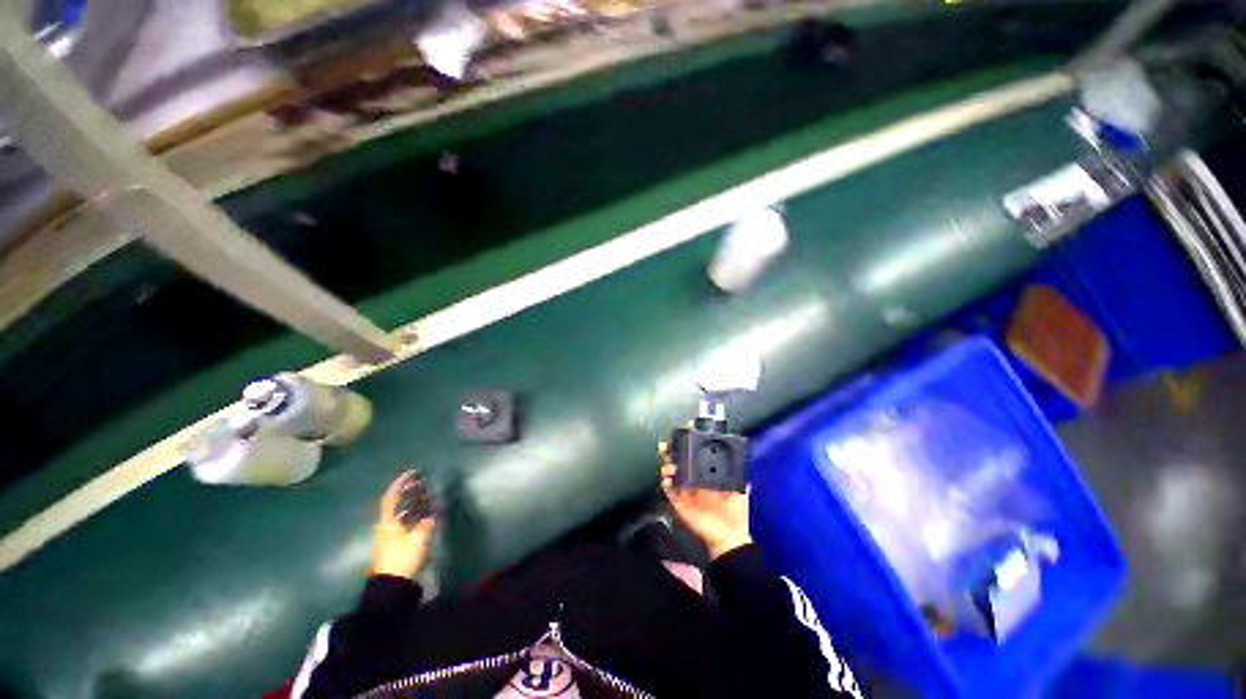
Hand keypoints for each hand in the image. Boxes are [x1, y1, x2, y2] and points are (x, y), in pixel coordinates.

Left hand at [371, 471, 436, 579]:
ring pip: (400, 514)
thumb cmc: (403, 558)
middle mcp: (385, 527)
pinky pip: (404, 523)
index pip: (392, 497)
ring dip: (412, 504)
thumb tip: (432, 515)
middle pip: (396, 505)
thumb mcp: (419, 539)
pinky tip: (424, 516)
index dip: (400, 483)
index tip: (412, 472)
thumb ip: (426, 524)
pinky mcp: (394, 546)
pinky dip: (413, 516)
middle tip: (423, 483)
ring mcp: (388, 537)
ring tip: (427, 497)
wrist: (391, 587)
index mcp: (388, 522)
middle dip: (408, 492)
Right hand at [658, 442, 752, 559]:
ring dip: (667, 465)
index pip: (693, 455)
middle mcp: (693, 478)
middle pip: (677, 459)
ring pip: (670, 471)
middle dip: (671, 450)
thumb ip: (740, 476)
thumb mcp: (741, 490)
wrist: (729, 536)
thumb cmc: (736, 513)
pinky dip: (665, 483)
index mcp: (706, 474)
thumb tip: (743, 461)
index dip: (687, 443)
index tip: (685, 432)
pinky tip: (669, 480)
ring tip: (670, 466)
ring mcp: (685, 489)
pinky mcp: (679, 502)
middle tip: (668, 445)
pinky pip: (668, 490)